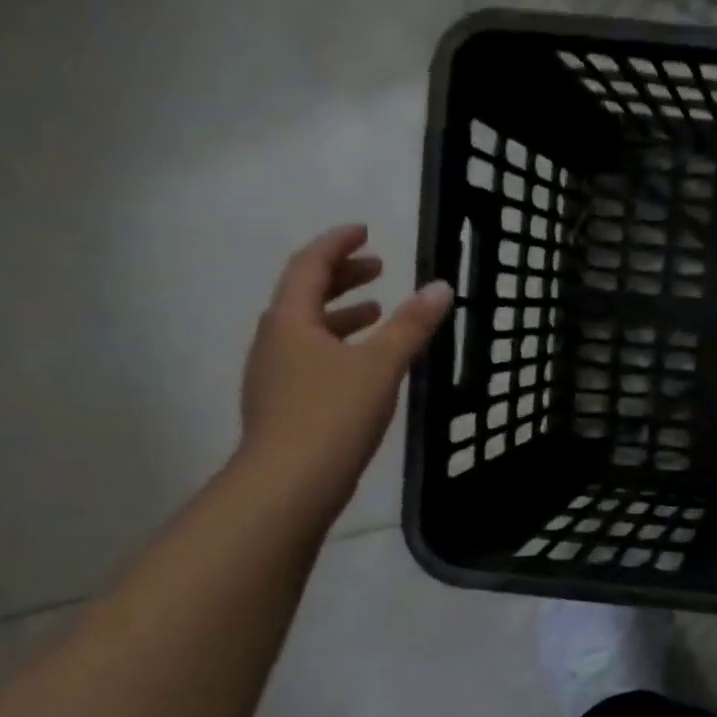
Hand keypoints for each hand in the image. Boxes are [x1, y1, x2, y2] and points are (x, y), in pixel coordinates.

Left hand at [237, 224, 451, 523]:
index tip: (365, 231)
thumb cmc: (332, 414)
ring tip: (378, 310)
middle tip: (379, 266)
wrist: (287, 485)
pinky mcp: (285, 403)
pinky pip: (312, 356)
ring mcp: (275, 374)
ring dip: (343, 313)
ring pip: (309, 328)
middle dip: (343, 276)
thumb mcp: (380, 363)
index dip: (337, 244)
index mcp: (290, 321)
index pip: (309, 266)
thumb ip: (411, 324)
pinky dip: (340, 344)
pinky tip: (366, 362)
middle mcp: (274, 341)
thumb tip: (441, 287)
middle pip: (305, 295)